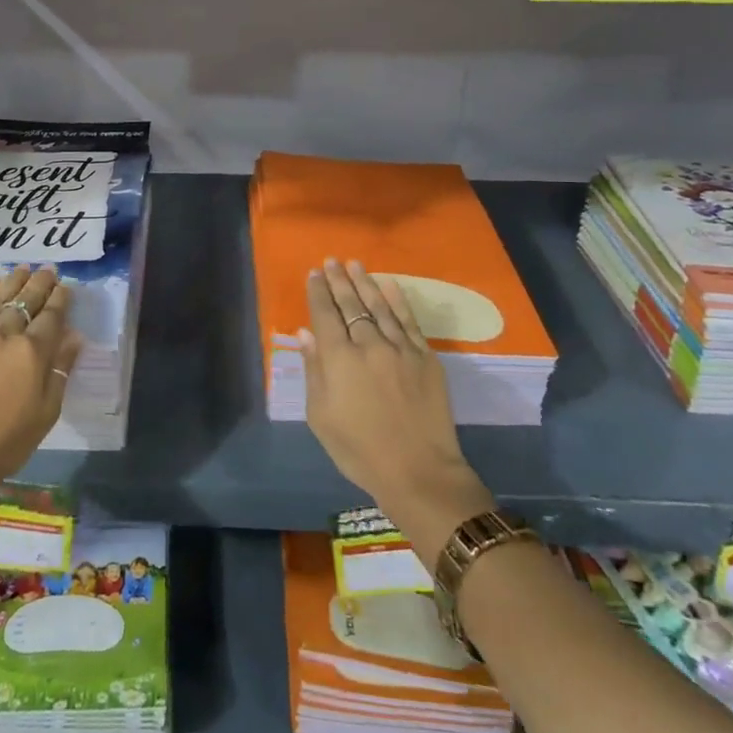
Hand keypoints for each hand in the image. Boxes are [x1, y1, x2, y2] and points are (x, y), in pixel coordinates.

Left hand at [0, 266, 82, 502]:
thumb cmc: (5, 443)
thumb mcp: (46, 412)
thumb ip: (60, 370)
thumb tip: (74, 338)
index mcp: (32, 352)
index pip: (52, 315)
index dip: (61, 299)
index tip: (66, 287)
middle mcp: (5, 333)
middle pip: (27, 299)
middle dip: (41, 283)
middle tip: (49, 270)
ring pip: (0, 297)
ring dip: (14, 280)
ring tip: (24, 268)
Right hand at [302, 259, 493, 564]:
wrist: (419, 471)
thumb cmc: (359, 450)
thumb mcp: (321, 417)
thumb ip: (313, 371)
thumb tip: (306, 334)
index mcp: (339, 359)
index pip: (324, 314)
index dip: (318, 292)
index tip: (313, 273)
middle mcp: (369, 344)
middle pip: (351, 304)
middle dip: (339, 280)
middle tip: (331, 261)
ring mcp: (400, 348)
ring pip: (379, 306)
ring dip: (365, 283)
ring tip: (355, 264)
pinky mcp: (425, 357)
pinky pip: (409, 320)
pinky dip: (398, 300)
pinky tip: (389, 285)